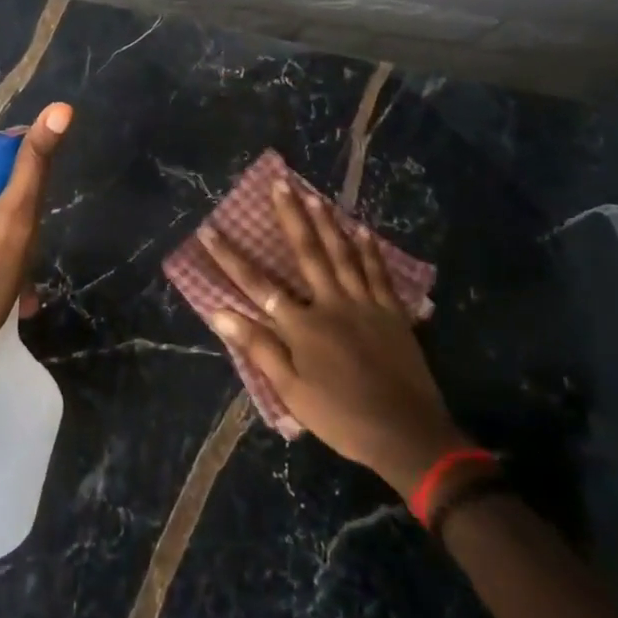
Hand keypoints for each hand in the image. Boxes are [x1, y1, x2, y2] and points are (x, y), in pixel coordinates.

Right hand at [199, 178, 472, 499]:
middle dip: (290, 216)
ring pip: (343, 253)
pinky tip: (362, 229)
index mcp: (303, 326)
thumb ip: (259, 348)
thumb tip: (220, 313)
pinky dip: (369, 249)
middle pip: (307, 252)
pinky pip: (378, 273)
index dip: (230, 257)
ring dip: (327, 222)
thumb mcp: (292, 391)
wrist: (407, 434)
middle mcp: (332, 304)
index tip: (209, 230)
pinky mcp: (392, 312)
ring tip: (314, 194)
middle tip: (279, 182)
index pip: (258, 284)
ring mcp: (365, 304)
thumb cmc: (341, 418)